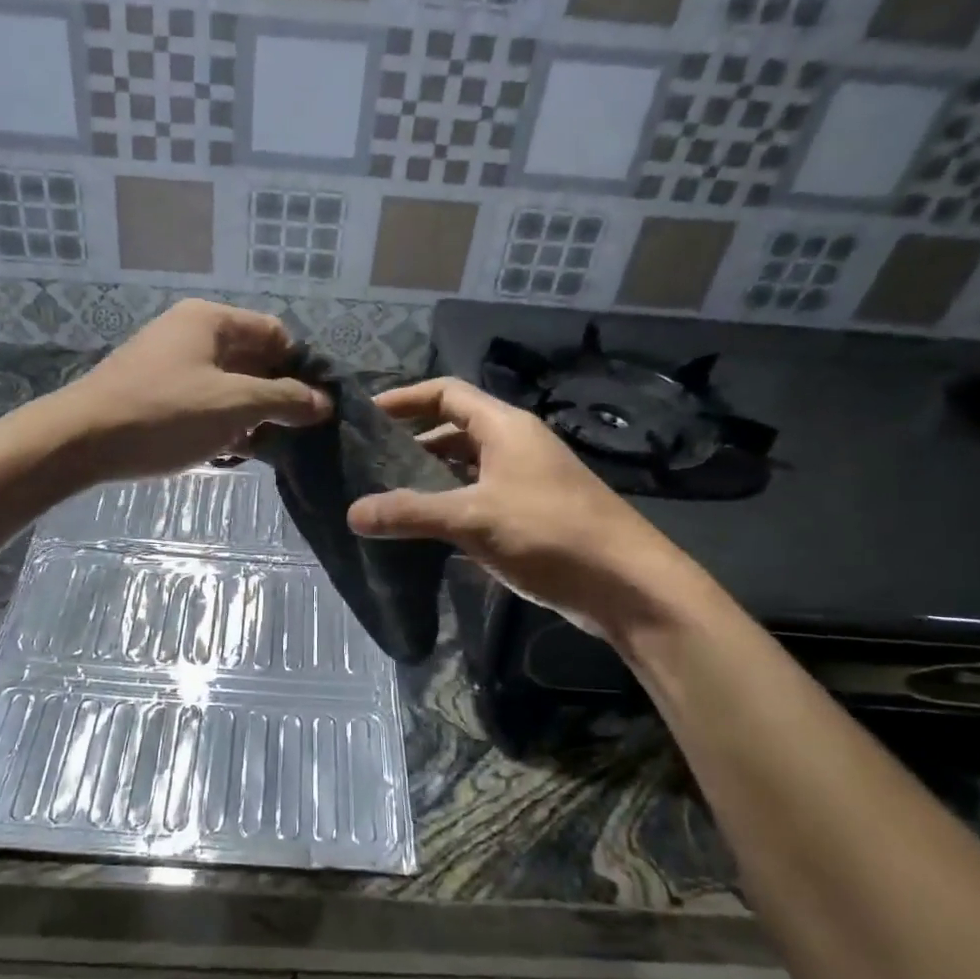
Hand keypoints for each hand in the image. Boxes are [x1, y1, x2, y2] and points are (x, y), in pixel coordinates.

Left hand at [52, 300, 329, 481]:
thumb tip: (324, 402)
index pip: (275, 333)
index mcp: (211, 320)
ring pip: (228, 384)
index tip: (315, 406)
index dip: (300, 367)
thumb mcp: (234, 405)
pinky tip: (229, 453)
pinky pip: (203, 401)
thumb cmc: (164, 414)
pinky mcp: (155, 393)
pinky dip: (221, 422)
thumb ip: (285, 400)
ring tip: (264, 447)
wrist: (80, 442)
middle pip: (252, 359)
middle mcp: (191, 333)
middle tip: (295, 432)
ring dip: (250, 414)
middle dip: (276, 395)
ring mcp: (170, 363)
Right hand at [345, 378, 695, 636]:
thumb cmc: (550, 533)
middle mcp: (515, 445)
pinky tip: (423, 531)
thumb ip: (411, 513)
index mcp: (504, 427)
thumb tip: (352, 513)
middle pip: (453, 431)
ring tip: (385, 498)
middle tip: (367, 464)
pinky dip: (450, 507)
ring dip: (429, 480)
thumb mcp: (473, 518)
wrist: (627, 586)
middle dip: (410, 444)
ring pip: (465, 469)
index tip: (366, 416)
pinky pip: (478, 499)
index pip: (446, 393)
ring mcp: (525, 481)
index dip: (405, 399)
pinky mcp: (531, 515)